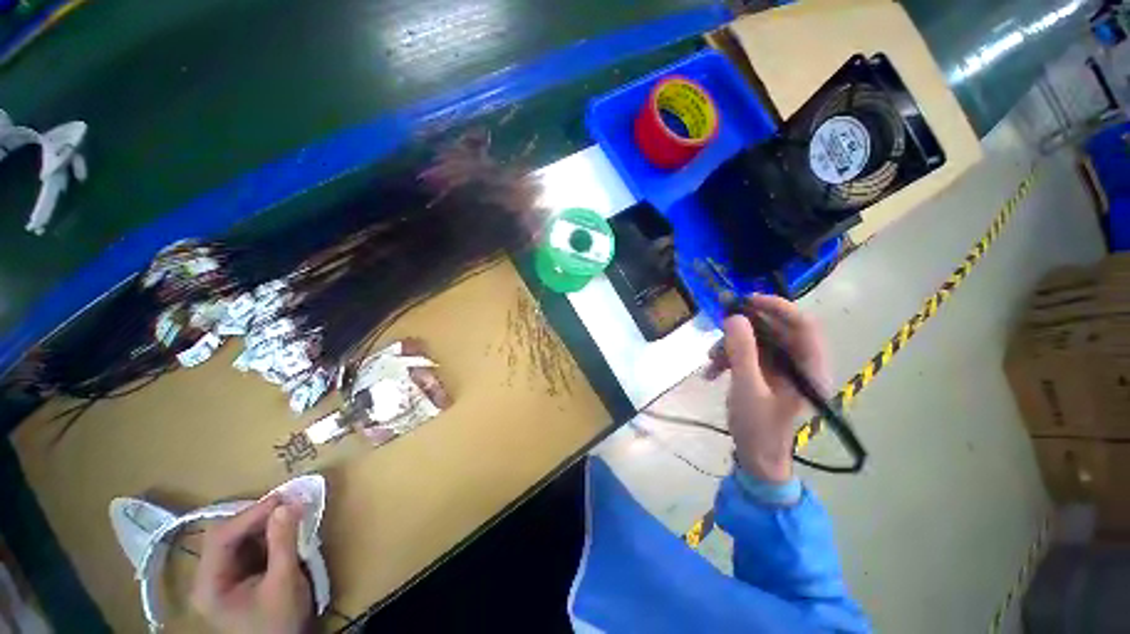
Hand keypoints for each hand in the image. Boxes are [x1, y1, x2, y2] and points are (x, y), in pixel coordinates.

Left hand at [191, 496, 313, 633]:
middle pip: (226, 536)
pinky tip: (283, 527)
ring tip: (289, 510)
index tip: (283, 498)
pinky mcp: (237, 577)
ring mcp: (221, 578)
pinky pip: (247, 547)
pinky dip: (266, 534)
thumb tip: (288, 504)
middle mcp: (208, 578)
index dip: (251, 514)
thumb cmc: (280, 622)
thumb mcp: (284, 582)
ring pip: (237, 538)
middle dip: (257, 517)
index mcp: (208, 585)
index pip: (221, 538)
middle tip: (288, 502)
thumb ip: (283, 543)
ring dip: (263, 523)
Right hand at [706, 295, 829, 482]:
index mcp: (810, 369)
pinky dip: (728, 358)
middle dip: (743, 329)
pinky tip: (711, 372)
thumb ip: (742, 352)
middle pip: (776, 330)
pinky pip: (747, 354)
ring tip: (710, 361)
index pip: (804, 325)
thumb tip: (734, 317)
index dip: (778, 307)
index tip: (746, 301)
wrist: (756, 457)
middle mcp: (800, 364)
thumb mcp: (748, 389)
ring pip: (757, 341)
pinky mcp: (767, 373)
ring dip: (730, 346)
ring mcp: (782, 368)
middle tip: (719, 326)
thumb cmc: (758, 428)